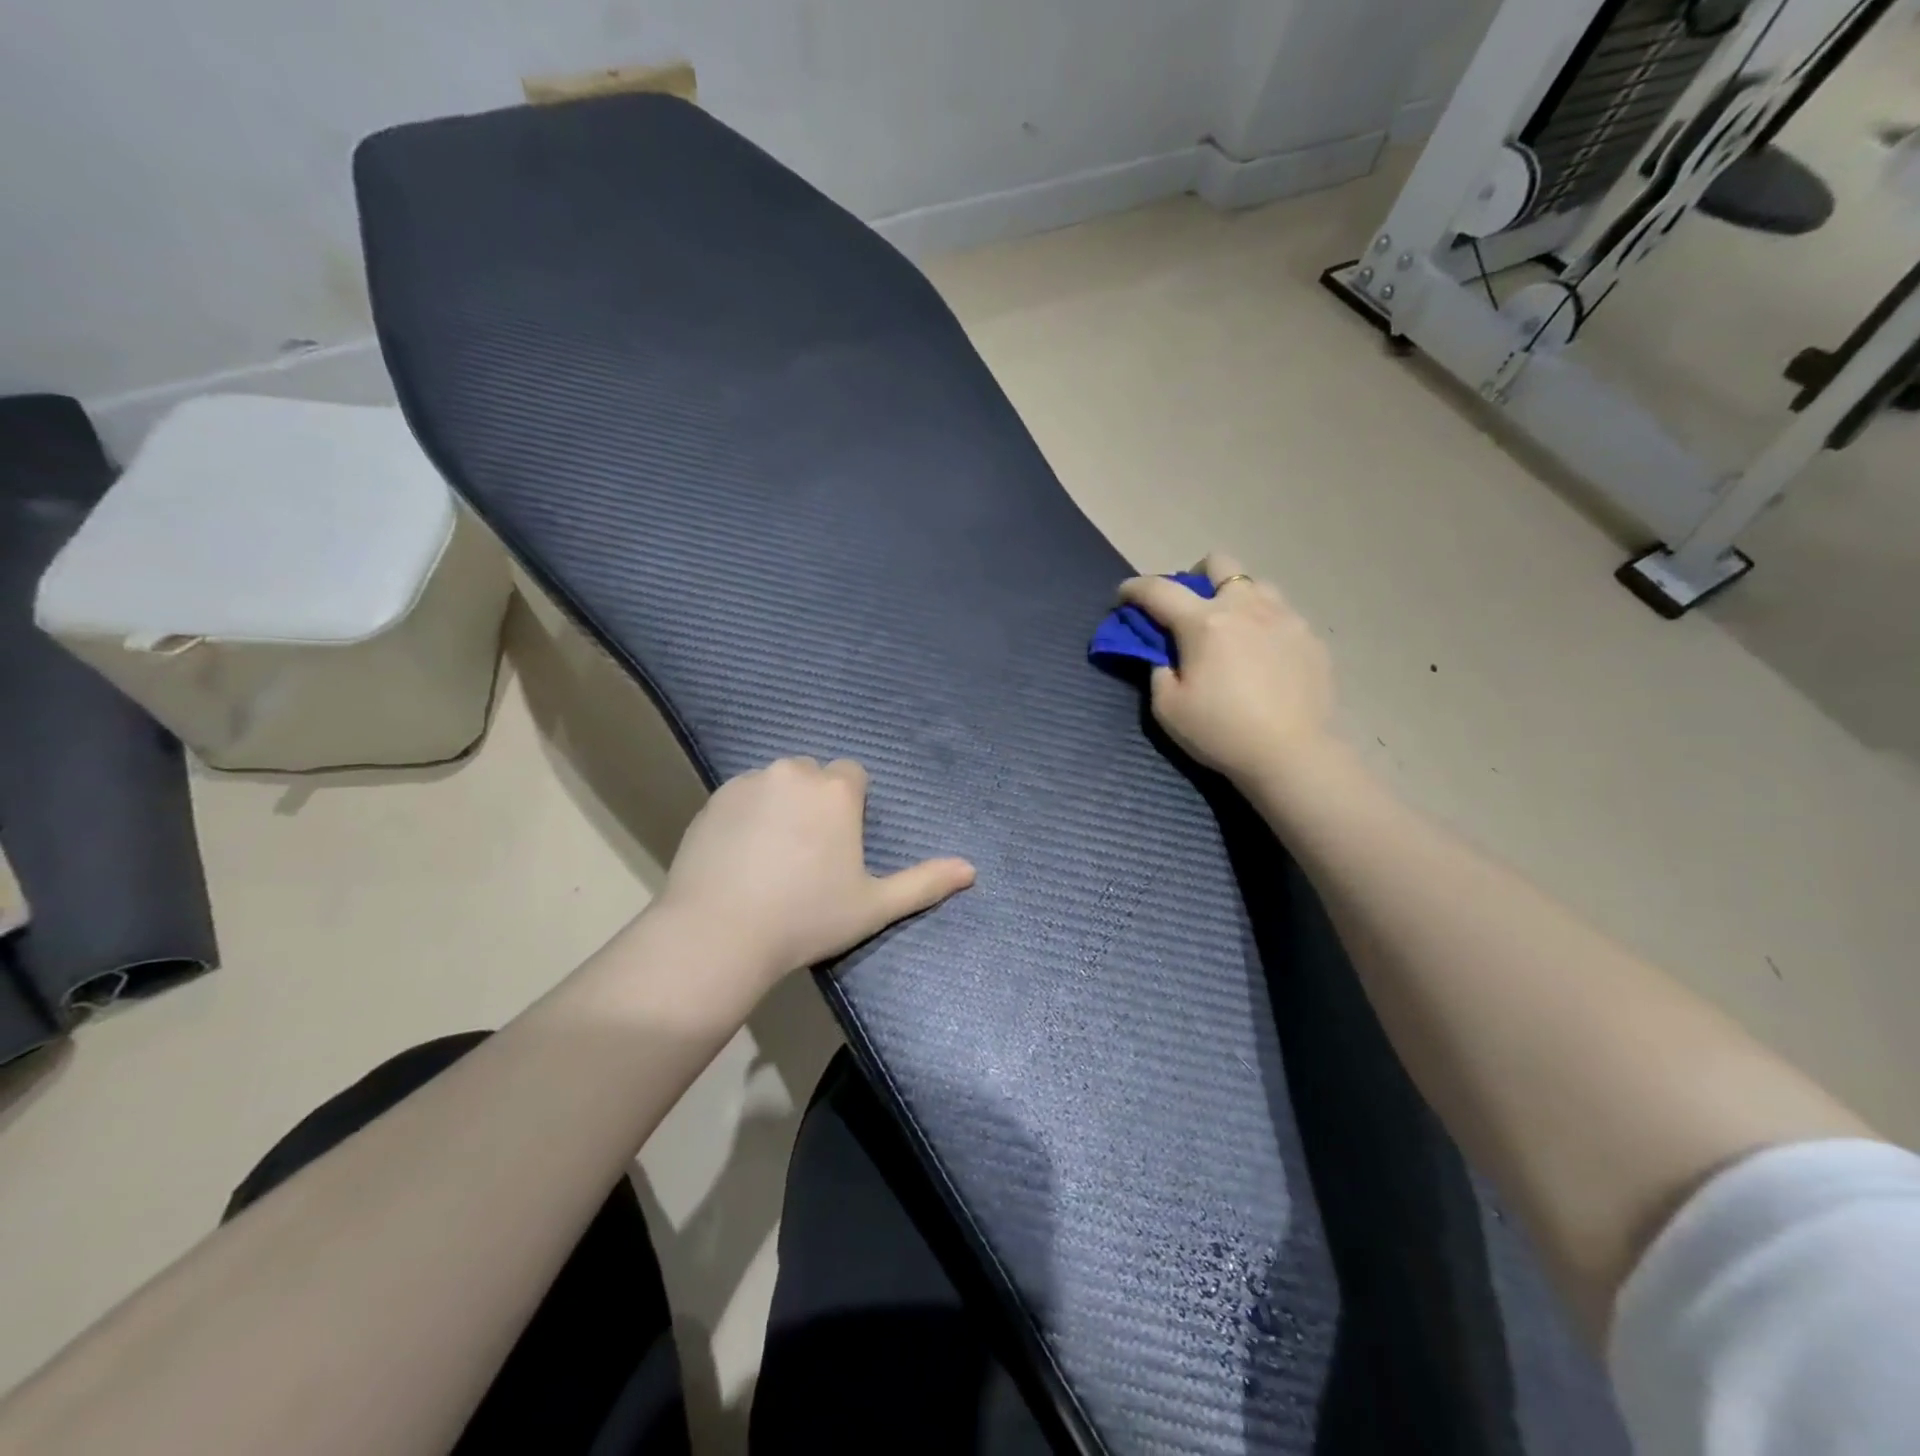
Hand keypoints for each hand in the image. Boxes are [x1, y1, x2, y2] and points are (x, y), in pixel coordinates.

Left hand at [656, 757, 975, 992]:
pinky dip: (747, 815)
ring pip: (776, 784)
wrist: (719, 933)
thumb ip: (924, 883)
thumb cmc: (806, 918)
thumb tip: (972, 869)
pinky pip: (742, 797)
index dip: (851, 806)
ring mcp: (748, 783)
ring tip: (772, 856)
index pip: (853, 776)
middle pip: (814, 776)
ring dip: (781, 805)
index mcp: (835, 790)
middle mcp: (793, 773)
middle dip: (816, 801)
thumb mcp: (873, 906)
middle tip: (808, 852)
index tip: (841, 844)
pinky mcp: (713, 799)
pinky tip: (740, 856)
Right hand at [1118, 552, 1334, 783]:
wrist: (1292, 755)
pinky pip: (1282, 615)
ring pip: (1256, 584)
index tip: (1123, 596)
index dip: (1134, 589)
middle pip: (1218, 563)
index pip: (1158, 590)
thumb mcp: (1167, 708)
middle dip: (1196, 576)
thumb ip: (1158, 670)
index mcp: (1204, 623)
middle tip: (1190, 609)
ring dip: (1235, 598)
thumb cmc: (1221, 732)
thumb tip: (1164, 653)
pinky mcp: (1311, 638)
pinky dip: (1264, 626)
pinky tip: (1264, 658)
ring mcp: (1285, 618)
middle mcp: (1246, 607)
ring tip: (1233, 631)